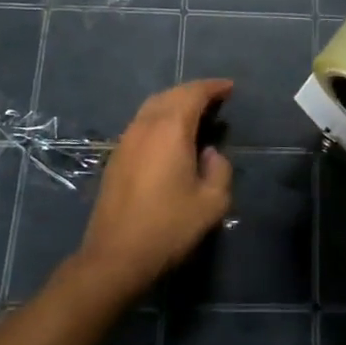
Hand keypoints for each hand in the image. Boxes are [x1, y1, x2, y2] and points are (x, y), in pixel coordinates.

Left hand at [74, 79, 233, 296]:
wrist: (115, 257)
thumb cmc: (168, 228)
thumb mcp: (211, 203)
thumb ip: (220, 170)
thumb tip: (210, 153)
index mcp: (170, 129)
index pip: (194, 93)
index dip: (213, 87)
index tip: (230, 88)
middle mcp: (145, 126)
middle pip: (171, 94)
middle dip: (195, 92)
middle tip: (216, 99)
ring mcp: (126, 140)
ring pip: (153, 106)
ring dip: (176, 103)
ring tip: (196, 114)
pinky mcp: (116, 157)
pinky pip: (142, 122)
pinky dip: (161, 117)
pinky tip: (170, 135)